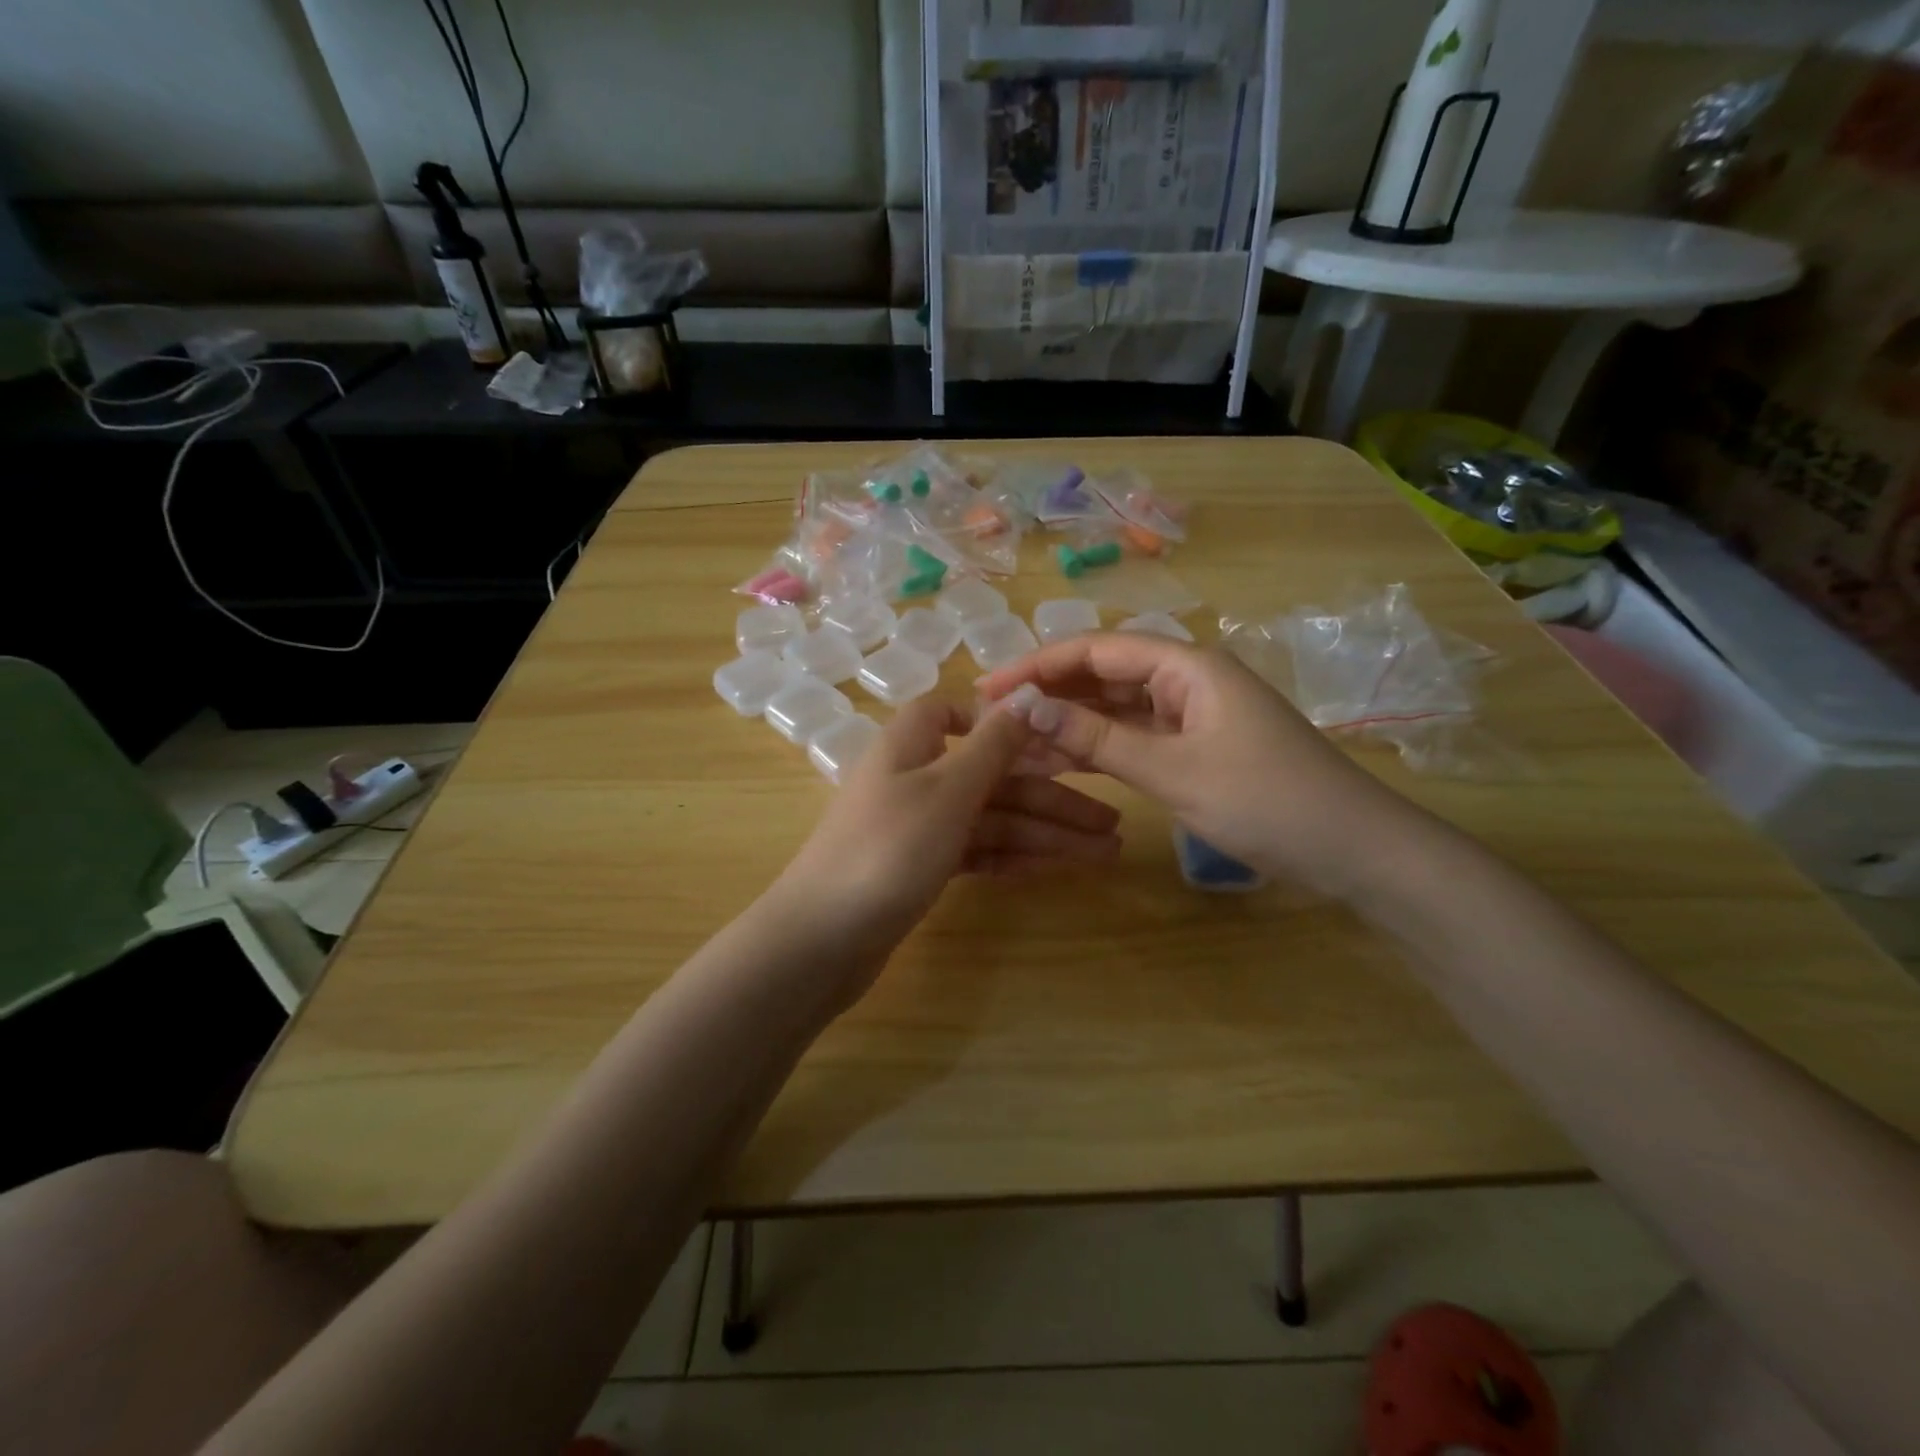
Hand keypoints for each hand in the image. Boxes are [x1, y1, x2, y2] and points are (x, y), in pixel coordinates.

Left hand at [774, 696, 1122, 965]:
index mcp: (910, 746)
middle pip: (991, 777)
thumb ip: (991, 746)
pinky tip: (1054, 867)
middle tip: (1113, 823)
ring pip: (990, 819)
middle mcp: (914, 780)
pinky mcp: (919, 870)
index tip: (1051, 742)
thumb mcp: (946, 791)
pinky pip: (976, 852)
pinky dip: (1012, 857)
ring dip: (1044, 833)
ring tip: (1104, 853)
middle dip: (1051, 797)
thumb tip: (1026, 696)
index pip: (953, 714)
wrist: (820, 942)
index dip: (1000, 723)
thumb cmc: (886, 852)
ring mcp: (916, 828)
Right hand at [977, 633, 1423, 896]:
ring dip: (1069, 723)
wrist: (1354, 851)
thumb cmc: (1267, 801)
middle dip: (1049, 693)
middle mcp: (1186, 680)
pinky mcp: (1196, 748)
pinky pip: (1135, 738)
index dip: (1038, 665)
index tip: (989, 688)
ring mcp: (1192, 715)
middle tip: (993, 718)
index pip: (1096, 650)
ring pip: (1116, 709)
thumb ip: (1098, 738)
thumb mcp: (1174, 770)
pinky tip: (1060, 762)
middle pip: (1103, 674)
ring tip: (1014, 743)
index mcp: (1187, 666)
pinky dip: (1099, 749)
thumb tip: (1027, 708)